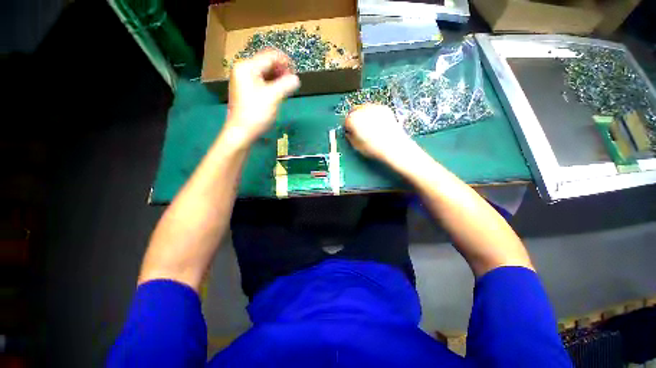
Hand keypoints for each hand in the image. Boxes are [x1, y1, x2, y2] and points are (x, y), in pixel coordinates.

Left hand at [224, 49, 300, 145]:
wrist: (242, 131)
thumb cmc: (256, 113)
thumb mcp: (273, 97)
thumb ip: (286, 85)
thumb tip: (297, 79)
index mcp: (247, 67)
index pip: (269, 56)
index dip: (285, 61)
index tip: (296, 71)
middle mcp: (243, 70)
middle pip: (267, 64)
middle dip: (281, 71)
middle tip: (292, 82)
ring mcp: (244, 80)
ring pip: (265, 73)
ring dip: (278, 78)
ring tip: (288, 88)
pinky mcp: (247, 90)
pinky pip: (262, 82)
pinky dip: (272, 85)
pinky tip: (279, 92)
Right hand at [344, 104, 414, 164]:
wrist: (393, 146)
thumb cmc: (373, 148)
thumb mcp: (356, 146)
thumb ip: (350, 137)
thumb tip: (349, 133)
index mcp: (353, 119)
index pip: (346, 120)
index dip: (348, 127)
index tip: (350, 132)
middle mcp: (362, 110)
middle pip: (354, 111)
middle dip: (355, 118)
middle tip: (358, 128)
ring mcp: (374, 107)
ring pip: (364, 109)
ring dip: (364, 115)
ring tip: (369, 127)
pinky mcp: (384, 108)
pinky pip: (375, 110)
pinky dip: (374, 115)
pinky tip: (378, 125)